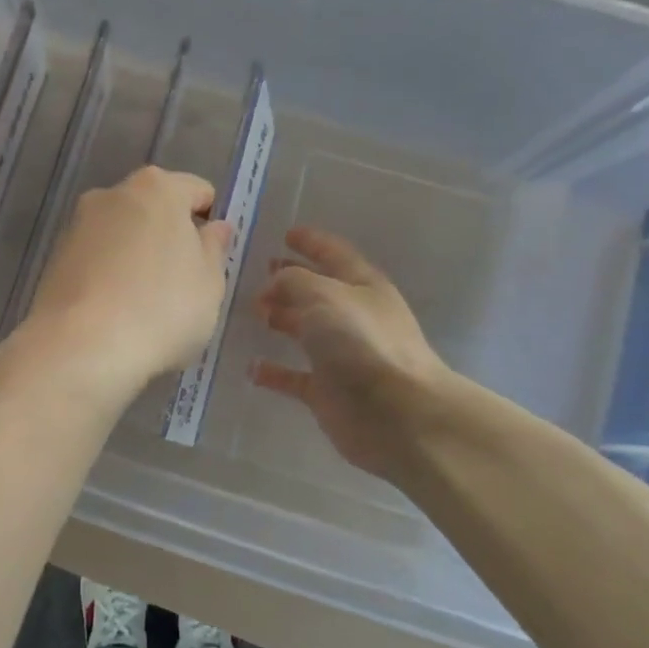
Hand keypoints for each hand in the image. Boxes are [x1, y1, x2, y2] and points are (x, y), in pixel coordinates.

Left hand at [19, 166, 232, 401]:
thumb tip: (213, 228)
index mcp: (157, 188)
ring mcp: (77, 224)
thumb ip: (214, 249)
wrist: (80, 347)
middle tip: (180, 284)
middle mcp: (112, 194)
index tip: (210, 260)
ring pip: (120, 234)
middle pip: (153, 209)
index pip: (197, 191)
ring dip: (135, 256)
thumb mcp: (209, 284)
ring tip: (144, 304)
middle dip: (168, 238)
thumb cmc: (161, 309)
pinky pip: (95, 259)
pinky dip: (108, 275)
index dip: (209, 223)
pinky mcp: (54, 257)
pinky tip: (114, 312)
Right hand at [250, 227, 450, 477]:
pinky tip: (251, 368)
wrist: (397, 414)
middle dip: (291, 280)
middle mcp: (353, 317)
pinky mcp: (328, 391)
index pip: (334, 254)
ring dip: (281, 319)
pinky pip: (294, 376)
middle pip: (317, 291)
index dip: (311, 242)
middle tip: (260, 273)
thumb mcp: (324, 295)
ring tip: (254, 311)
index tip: (287, 233)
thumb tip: (273, 284)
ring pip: (305, 330)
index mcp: (362, 286)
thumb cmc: (362, 343)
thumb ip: (293, 280)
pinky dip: (274, 371)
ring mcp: (342, 355)